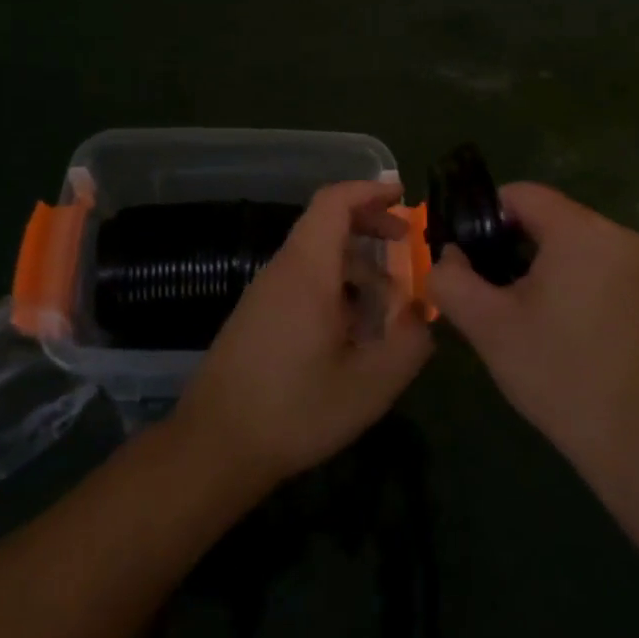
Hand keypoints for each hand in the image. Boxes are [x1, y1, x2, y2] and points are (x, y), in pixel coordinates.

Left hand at [175, 180, 432, 488]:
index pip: (334, 202)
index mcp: (307, 271)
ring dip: (358, 265)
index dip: (370, 191)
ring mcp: (266, 293)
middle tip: (406, 244)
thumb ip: (410, 344)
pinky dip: (337, 286)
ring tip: (391, 301)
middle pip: (327, 224)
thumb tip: (424, 315)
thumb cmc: (295, 410)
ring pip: (318, 256)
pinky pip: (304, 281)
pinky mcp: (258, 315)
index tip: (403, 197)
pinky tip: (355, 330)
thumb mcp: (371, 385)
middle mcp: (283, 270)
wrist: (214, 447)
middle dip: (371, 225)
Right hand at [428, 183, 638, 494]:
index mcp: (580, 231)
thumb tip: (448, 257)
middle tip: (494, 295)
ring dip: (545, 267)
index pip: (520, 194)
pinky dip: (577, 283)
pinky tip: (568, 332)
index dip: (485, 217)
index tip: (469, 259)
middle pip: (549, 218)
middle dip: (513, 247)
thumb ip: (451, 281)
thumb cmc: (561, 376)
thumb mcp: (489, 328)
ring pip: (576, 245)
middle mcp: (618, 235)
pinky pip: (603, 268)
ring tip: (528, 317)